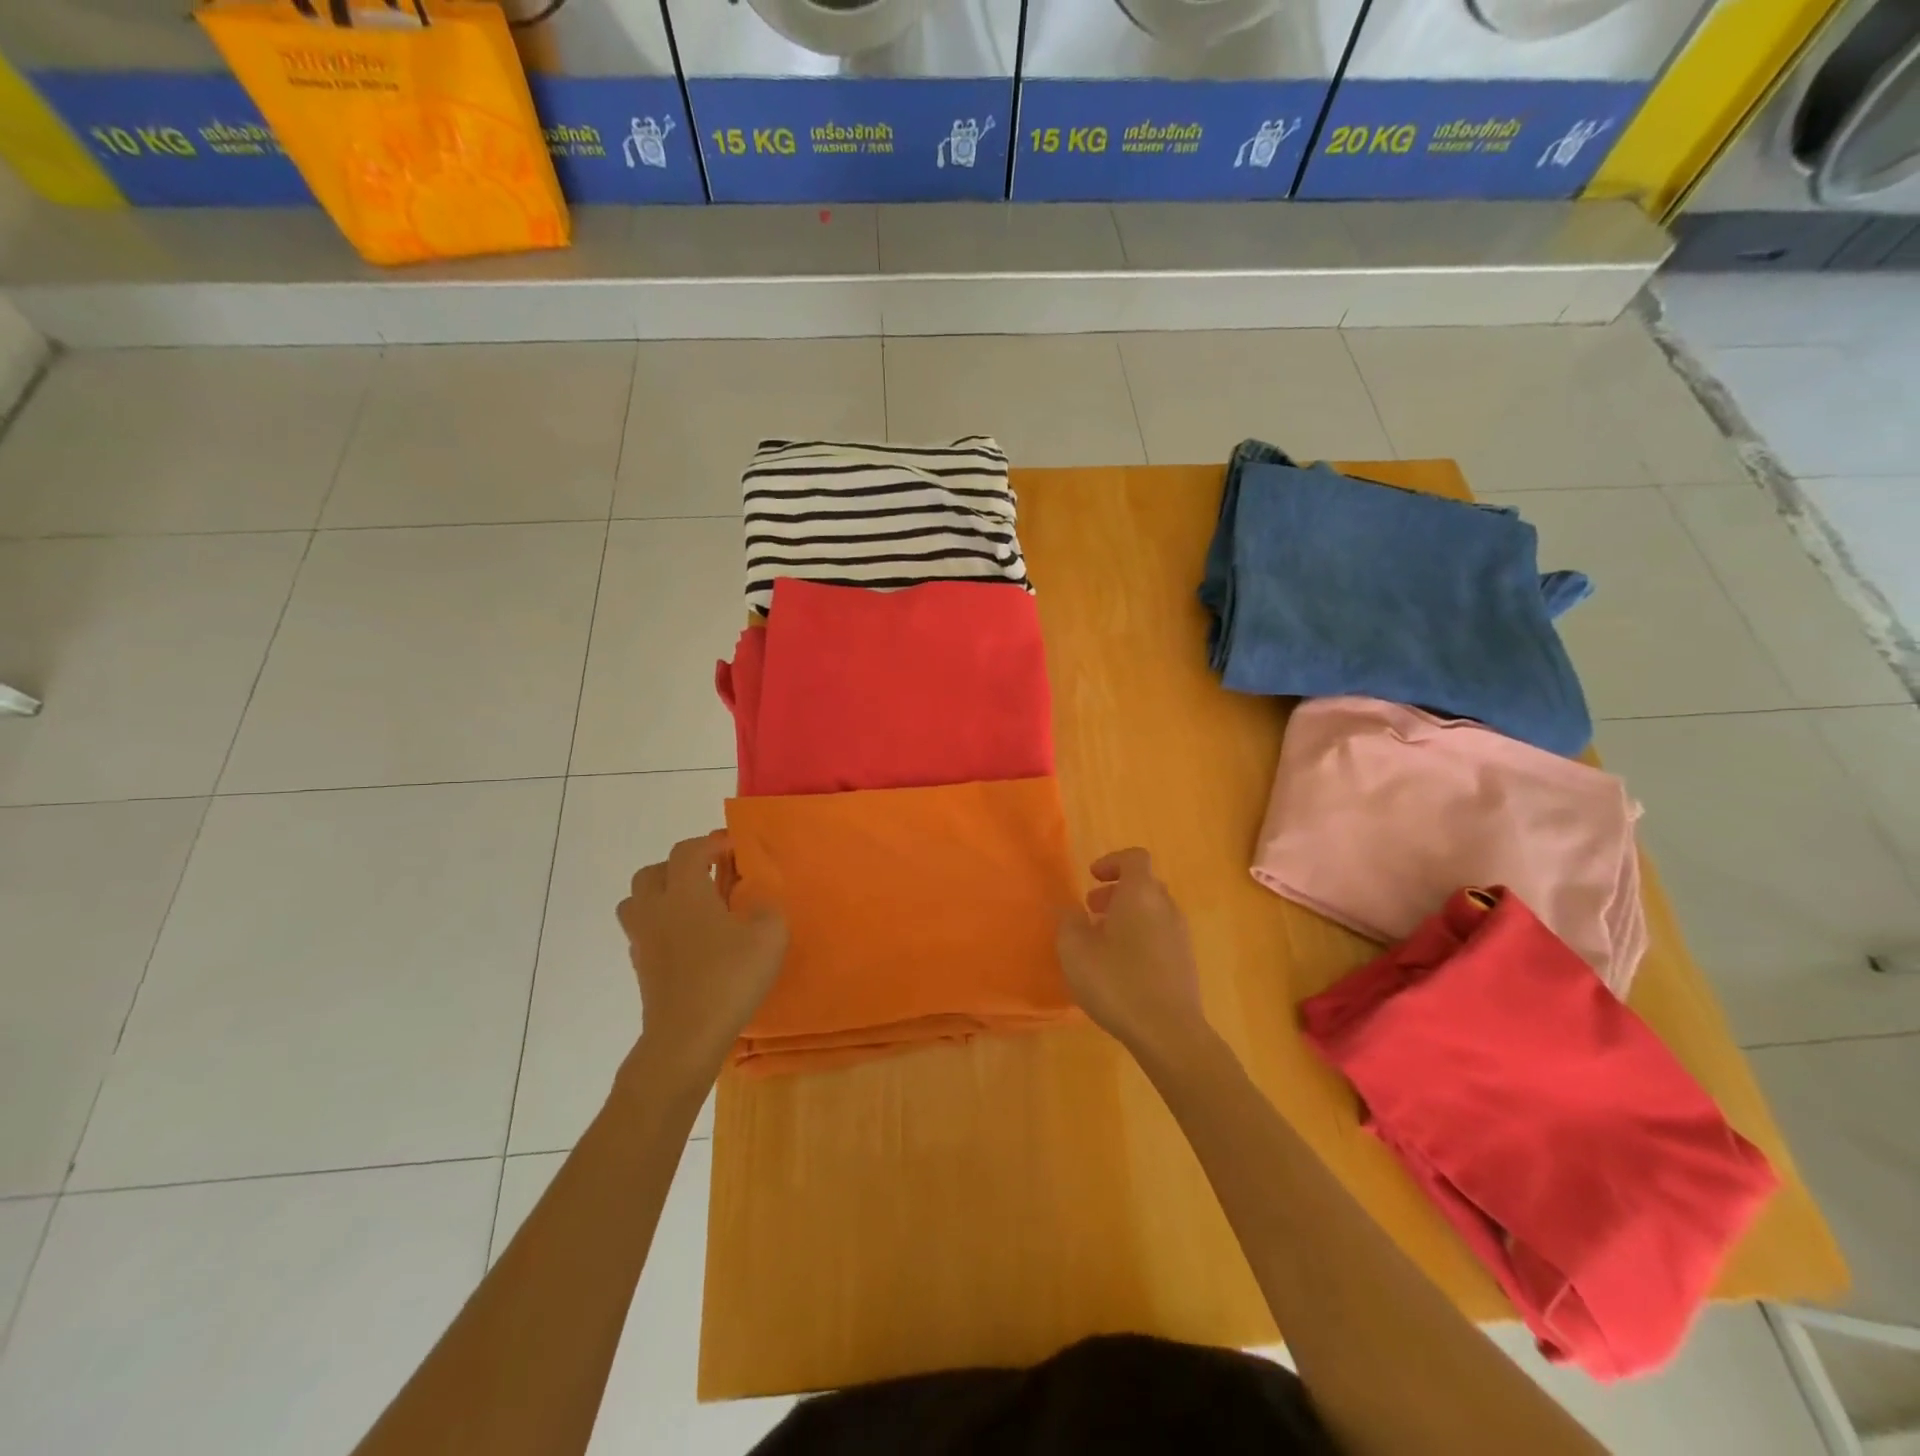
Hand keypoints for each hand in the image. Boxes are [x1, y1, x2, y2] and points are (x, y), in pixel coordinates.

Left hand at [616, 832, 787, 1085]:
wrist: (686, 1037)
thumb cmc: (728, 978)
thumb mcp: (769, 937)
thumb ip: (768, 911)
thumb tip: (758, 906)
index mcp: (685, 892)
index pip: (688, 851)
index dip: (711, 843)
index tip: (734, 848)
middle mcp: (656, 909)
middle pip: (652, 872)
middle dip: (679, 867)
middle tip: (709, 875)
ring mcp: (643, 940)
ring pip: (637, 902)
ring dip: (661, 895)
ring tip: (692, 906)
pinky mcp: (640, 968)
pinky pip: (643, 932)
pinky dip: (660, 926)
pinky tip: (687, 940)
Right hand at [1055, 848, 1207, 1062]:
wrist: (1169, 1032)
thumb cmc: (1117, 982)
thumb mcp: (1075, 951)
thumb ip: (1069, 923)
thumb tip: (1072, 911)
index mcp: (1141, 894)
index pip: (1134, 858)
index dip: (1112, 862)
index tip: (1091, 878)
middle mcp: (1166, 907)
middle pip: (1144, 884)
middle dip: (1116, 891)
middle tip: (1091, 910)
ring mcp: (1180, 935)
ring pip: (1152, 911)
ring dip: (1127, 916)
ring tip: (1101, 941)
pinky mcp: (1185, 962)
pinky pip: (1160, 935)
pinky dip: (1140, 937)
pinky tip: (1121, 967)